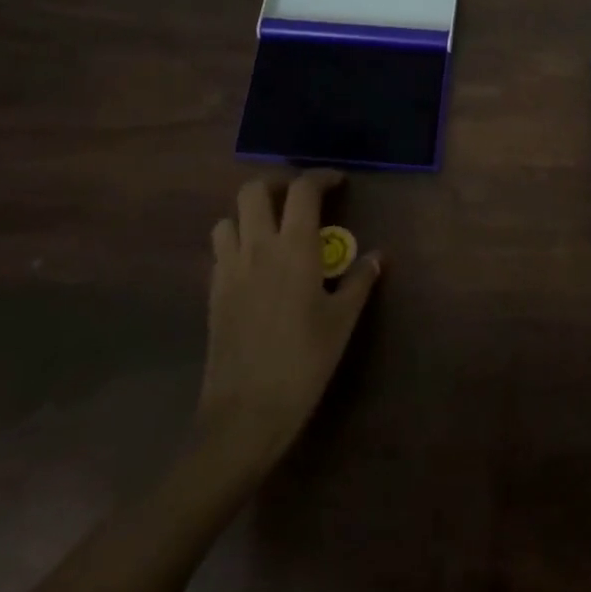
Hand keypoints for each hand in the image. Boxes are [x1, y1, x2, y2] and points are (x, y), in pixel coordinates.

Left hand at [199, 169, 381, 471]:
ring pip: (229, 218)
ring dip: (250, 215)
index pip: (302, 190)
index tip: (337, 182)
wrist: (245, 414)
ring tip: (273, 231)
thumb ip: (359, 281)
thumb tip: (378, 257)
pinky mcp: (212, 293)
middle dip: (277, 186)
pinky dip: (236, 243)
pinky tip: (255, 266)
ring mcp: (229, 269)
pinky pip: (219, 250)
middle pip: (253, 190)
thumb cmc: (304, 363)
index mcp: (294, 248)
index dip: (320, 177)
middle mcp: (257, 248)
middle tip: (299, 201)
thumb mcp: (342, 322)